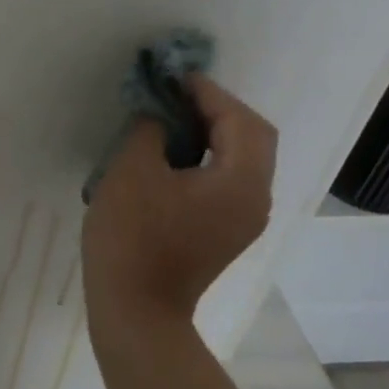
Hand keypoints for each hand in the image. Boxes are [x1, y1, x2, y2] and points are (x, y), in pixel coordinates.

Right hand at [82, 73, 276, 338]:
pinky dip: (208, 157)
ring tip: (169, 119)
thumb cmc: (133, 237)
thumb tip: (158, 112)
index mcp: (241, 181)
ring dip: (213, 132)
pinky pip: (228, 180)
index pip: (240, 121)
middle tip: (175, 96)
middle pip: (252, 138)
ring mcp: (243, 219)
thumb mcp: (133, 170)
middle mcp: (256, 198)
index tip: (172, 77)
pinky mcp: (225, 231)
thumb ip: (150, 129)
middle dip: (217, 110)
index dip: (208, 92)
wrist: (136, 311)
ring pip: (242, 159)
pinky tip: (172, 155)